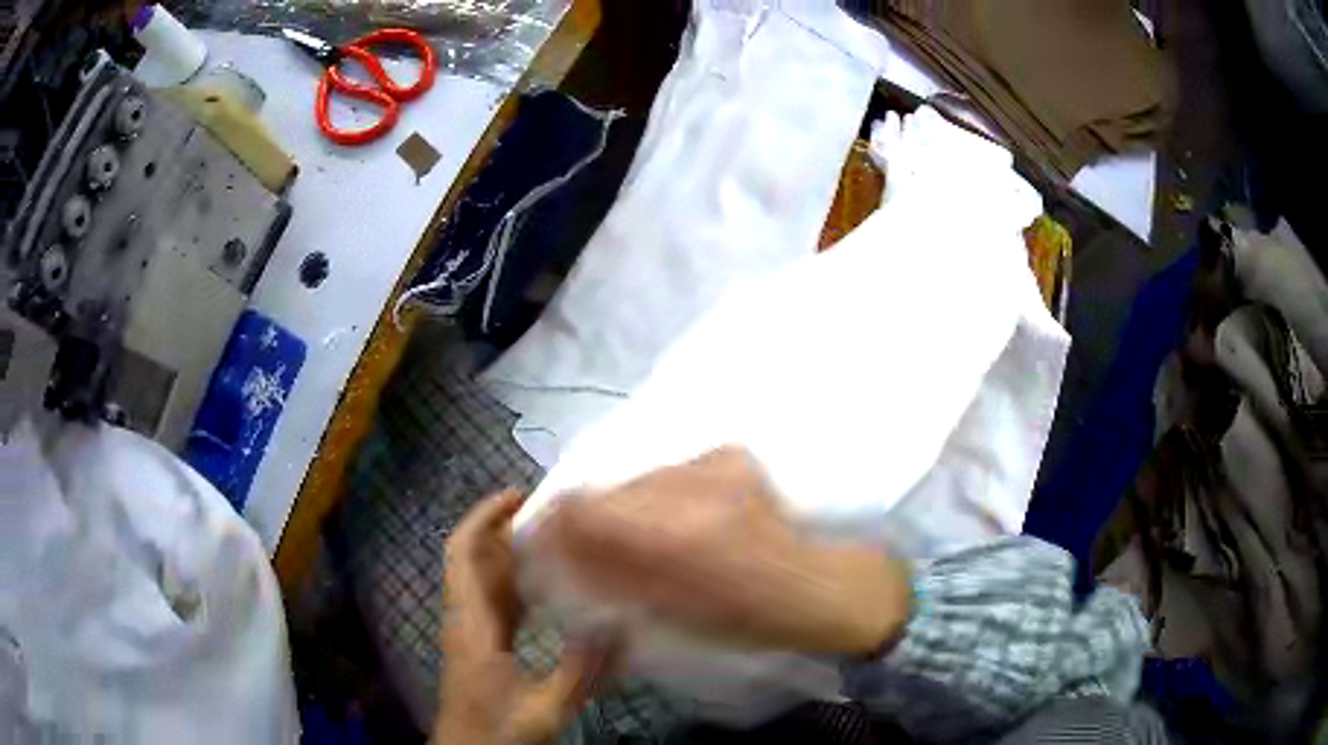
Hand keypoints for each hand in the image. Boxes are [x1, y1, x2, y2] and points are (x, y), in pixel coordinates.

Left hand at [435, 490, 612, 744]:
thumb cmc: (496, 732)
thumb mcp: (544, 707)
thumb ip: (581, 671)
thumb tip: (621, 625)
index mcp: (471, 624)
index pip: (463, 554)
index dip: (483, 517)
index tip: (519, 495)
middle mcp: (466, 619)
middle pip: (475, 559)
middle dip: (506, 530)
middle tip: (555, 515)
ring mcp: (471, 633)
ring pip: (485, 581)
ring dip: (513, 556)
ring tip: (560, 542)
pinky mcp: (481, 647)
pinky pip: (496, 604)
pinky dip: (519, 587)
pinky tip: (552, 590)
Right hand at [534, 447, 911, 656]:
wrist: (819, 585)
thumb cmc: (746, 620)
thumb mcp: (668, 616)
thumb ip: (608, 579)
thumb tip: (560, 555)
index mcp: (671, 536)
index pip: (580, 508)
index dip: (554, 524)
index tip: (549, 543)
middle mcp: (687, 485)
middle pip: (605, 489)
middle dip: (591, 519)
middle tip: (598, 548)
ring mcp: (713, 461)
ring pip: (638, 478)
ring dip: (630, 506)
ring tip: (651, 536)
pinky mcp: (729, 454)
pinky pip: (671, 471)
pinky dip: (662, 495)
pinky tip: (684, 519)